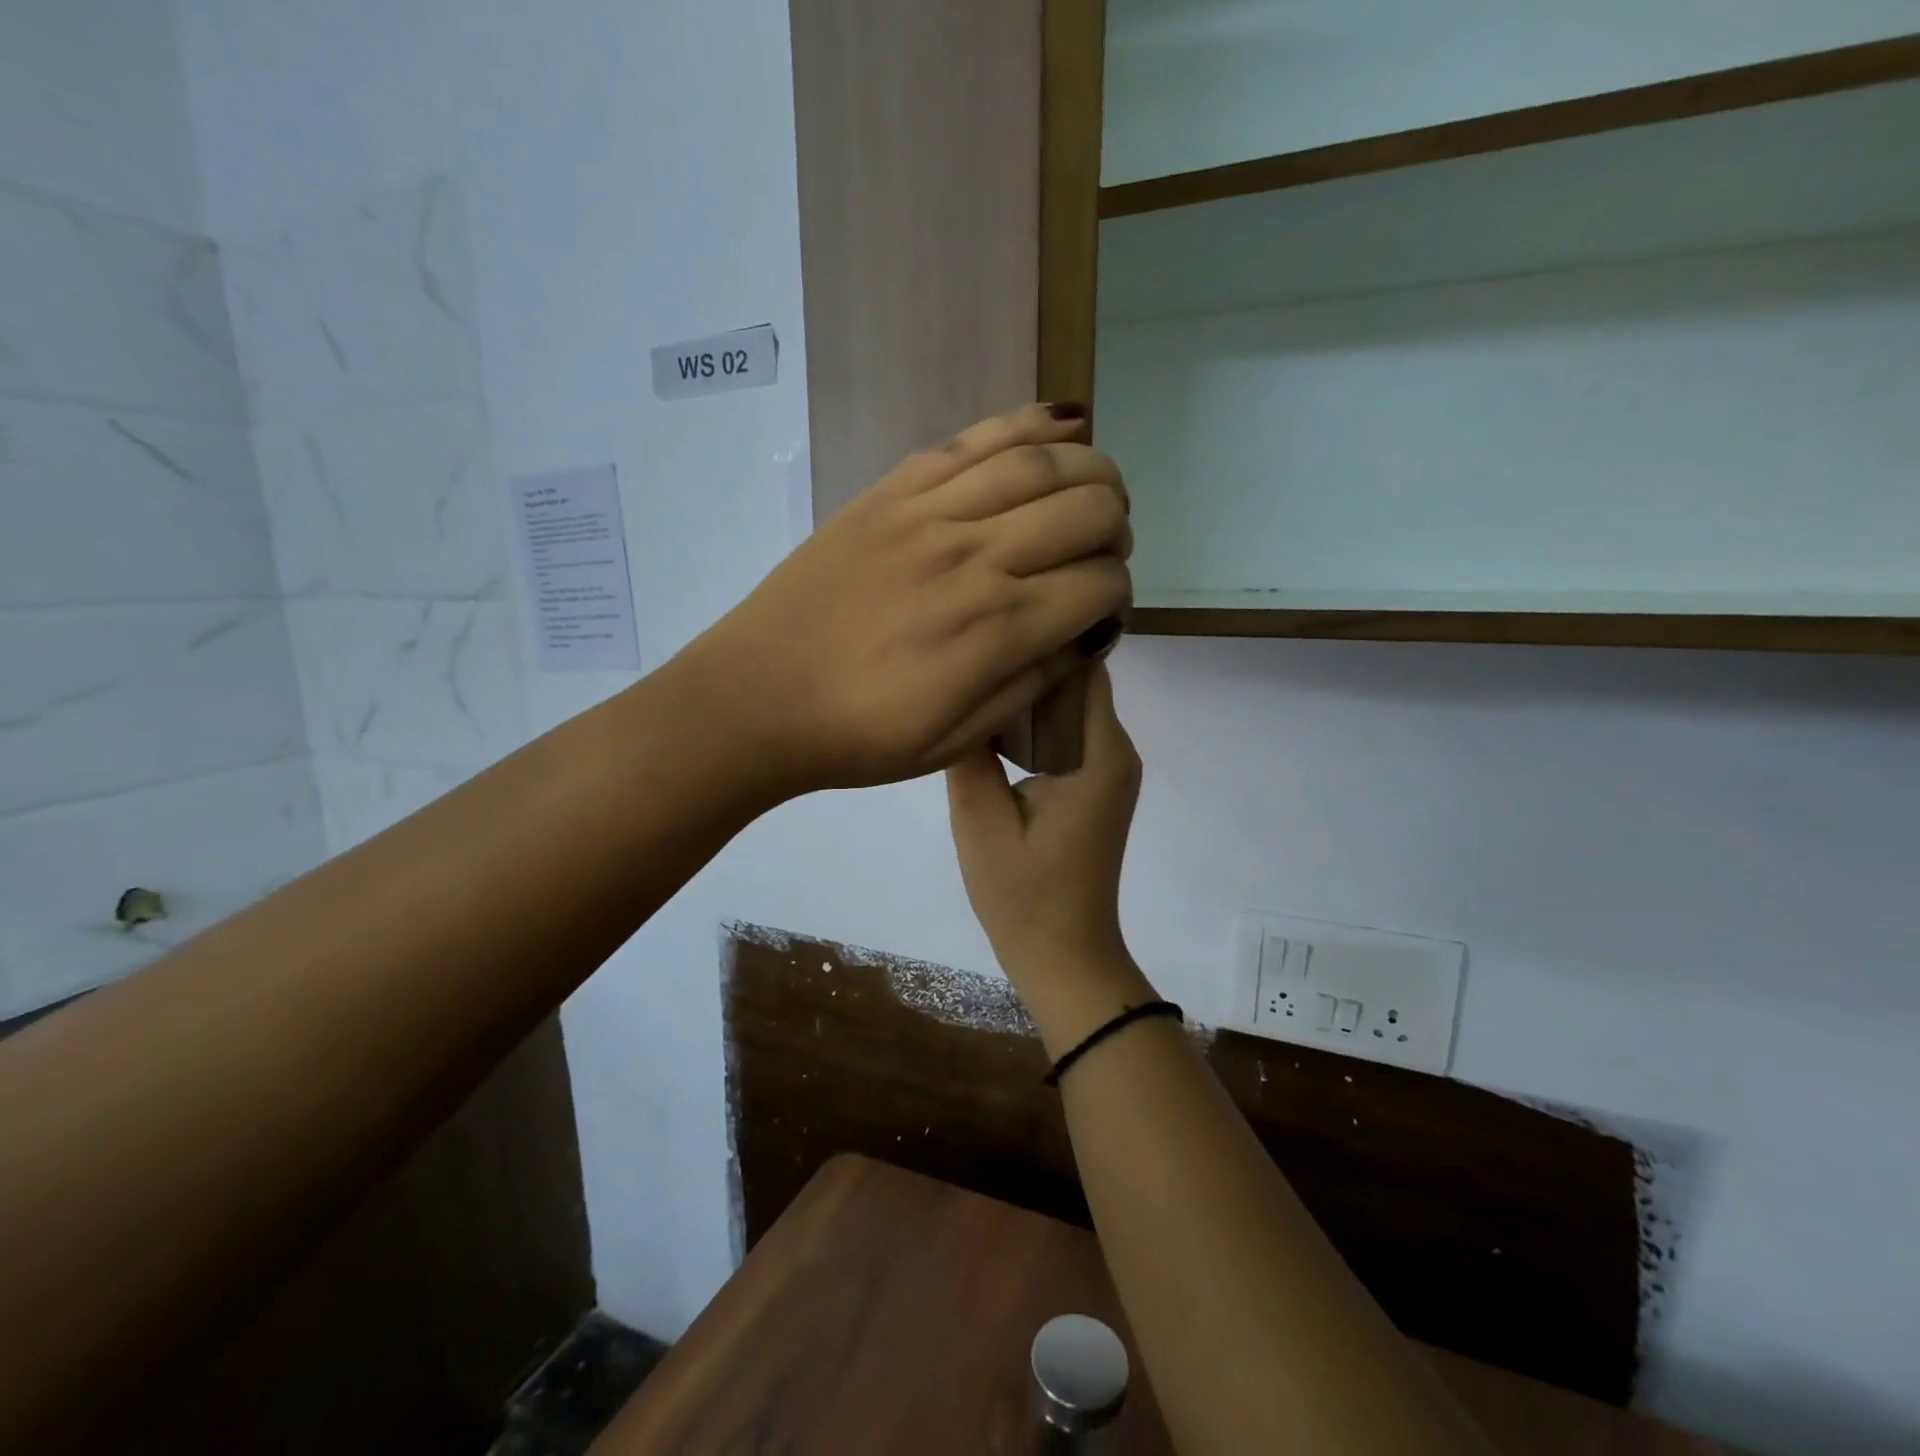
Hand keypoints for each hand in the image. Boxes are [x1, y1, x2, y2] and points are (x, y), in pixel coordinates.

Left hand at [679, 404, 1131, 795]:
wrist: (756, 700)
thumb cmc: (858, 737)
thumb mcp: (956, 741)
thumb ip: (1031, 683)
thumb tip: (1085, 634)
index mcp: (997, 628)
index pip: (1099, 584)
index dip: (1117, 595)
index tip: (1102, 611)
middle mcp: (975, 557)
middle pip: (1087, 509)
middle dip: (1116, 529)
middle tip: (1102, 553)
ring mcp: (929, 513)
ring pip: (1041, 461)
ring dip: (1091, 469)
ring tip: (1096, 489)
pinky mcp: (890, 491)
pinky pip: (973, 440)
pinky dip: (1028, 425)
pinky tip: (1061, 424)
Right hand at [946, 663, 1141, 991]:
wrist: (1062, 955)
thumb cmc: (1024, 893)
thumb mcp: (980, 820)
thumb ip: (967, 753)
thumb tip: (956, 692)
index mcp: (1102, 753)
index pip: (1083, 668)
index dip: (1042, 640)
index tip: (992, 624)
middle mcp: (1116, 753)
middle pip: (1076, 684)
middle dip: (1028, 664)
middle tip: (968, 651)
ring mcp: (1107, 772)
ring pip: (1067, 710)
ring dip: (1027, 697)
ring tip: (972, 681)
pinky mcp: (1093, 789)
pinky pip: (1064, 737)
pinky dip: (1032, 726)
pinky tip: (990, 728)